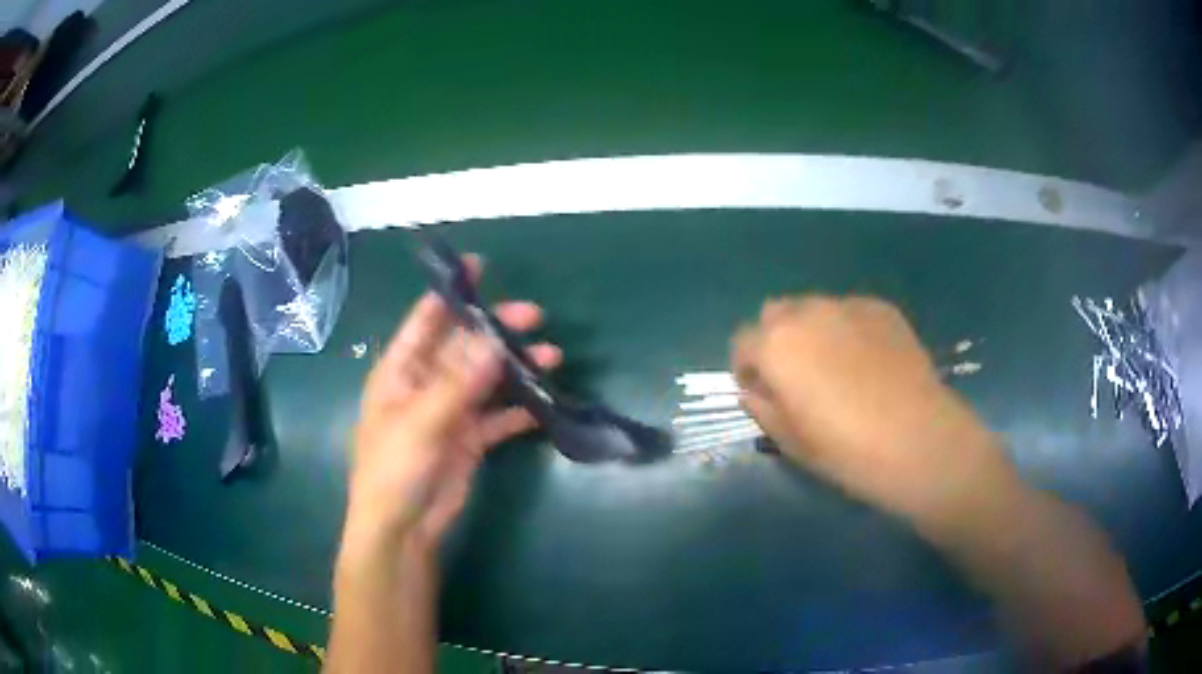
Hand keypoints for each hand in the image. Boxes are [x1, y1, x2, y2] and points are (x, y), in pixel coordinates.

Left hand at [346, 257, 560, 552]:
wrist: (402, 528)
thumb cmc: (394, 469)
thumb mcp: (420, 422)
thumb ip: (458, 383)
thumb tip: (493, 341)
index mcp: (401, 371)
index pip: (425, 321)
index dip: (451, 294)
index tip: (480, 267)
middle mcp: (425, 384)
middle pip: (464, 347)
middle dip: (497, 330)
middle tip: (534, 317)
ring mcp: (449, 412)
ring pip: (486, 380)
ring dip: (516, 368)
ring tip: (552, 358)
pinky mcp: (469, 440)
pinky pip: (497, 417)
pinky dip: (519, 409)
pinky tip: (545, 403)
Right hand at [731, 296, 1017, 524]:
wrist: (918, 439)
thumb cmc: (846, 449)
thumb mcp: (790, 440)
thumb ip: (762, 406)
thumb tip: (756, 389)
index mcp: (776, 344)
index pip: (742, 342)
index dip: (747, 369)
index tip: (763, 392)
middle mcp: (807, 312)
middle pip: (775, 314)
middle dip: (777, 340)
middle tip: (798, 377)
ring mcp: (849, 305)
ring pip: (814, 308)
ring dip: (812, 331)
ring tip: (838, 367)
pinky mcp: (882, 308)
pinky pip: (851, 312)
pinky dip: (848, 329)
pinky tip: (870, 362)